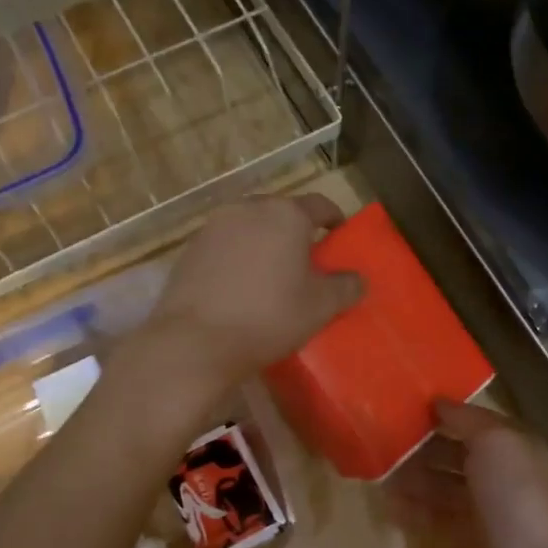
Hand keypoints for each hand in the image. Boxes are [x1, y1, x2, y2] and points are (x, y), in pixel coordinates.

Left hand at [142, 193, 362, 392]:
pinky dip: (237, 257)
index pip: (320, 205)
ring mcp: (213, 226)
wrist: (195, 342)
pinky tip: (239, 287)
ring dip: (263, 243)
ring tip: (271, 274)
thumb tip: (358, 279)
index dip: (334, 219)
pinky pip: (224, 245)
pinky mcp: (189, 249)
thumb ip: (345, 287)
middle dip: (295, 232)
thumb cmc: (269, 318)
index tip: (339, 236)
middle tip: (305, 260)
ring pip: (249, 227)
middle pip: (281, 213)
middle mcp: (248, 208)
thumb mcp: (320, 307)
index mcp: (286, 215)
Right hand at [390, 399, 547, 547]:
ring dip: (411, 476)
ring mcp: (481, 508)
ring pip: (439, 483)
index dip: (442, 412)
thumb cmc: (517, 496)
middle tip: (380, 437)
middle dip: (420, 444)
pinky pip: (432, 516)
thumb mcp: (497, 442)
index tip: (402, 403)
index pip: (472, 421)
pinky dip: (411, 508)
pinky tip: (387, 502)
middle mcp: (497, 473)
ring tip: (377, 468)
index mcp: (511, 446)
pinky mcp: (465, 539)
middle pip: (452, 451)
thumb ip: (466, 418)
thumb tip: (438, 401)